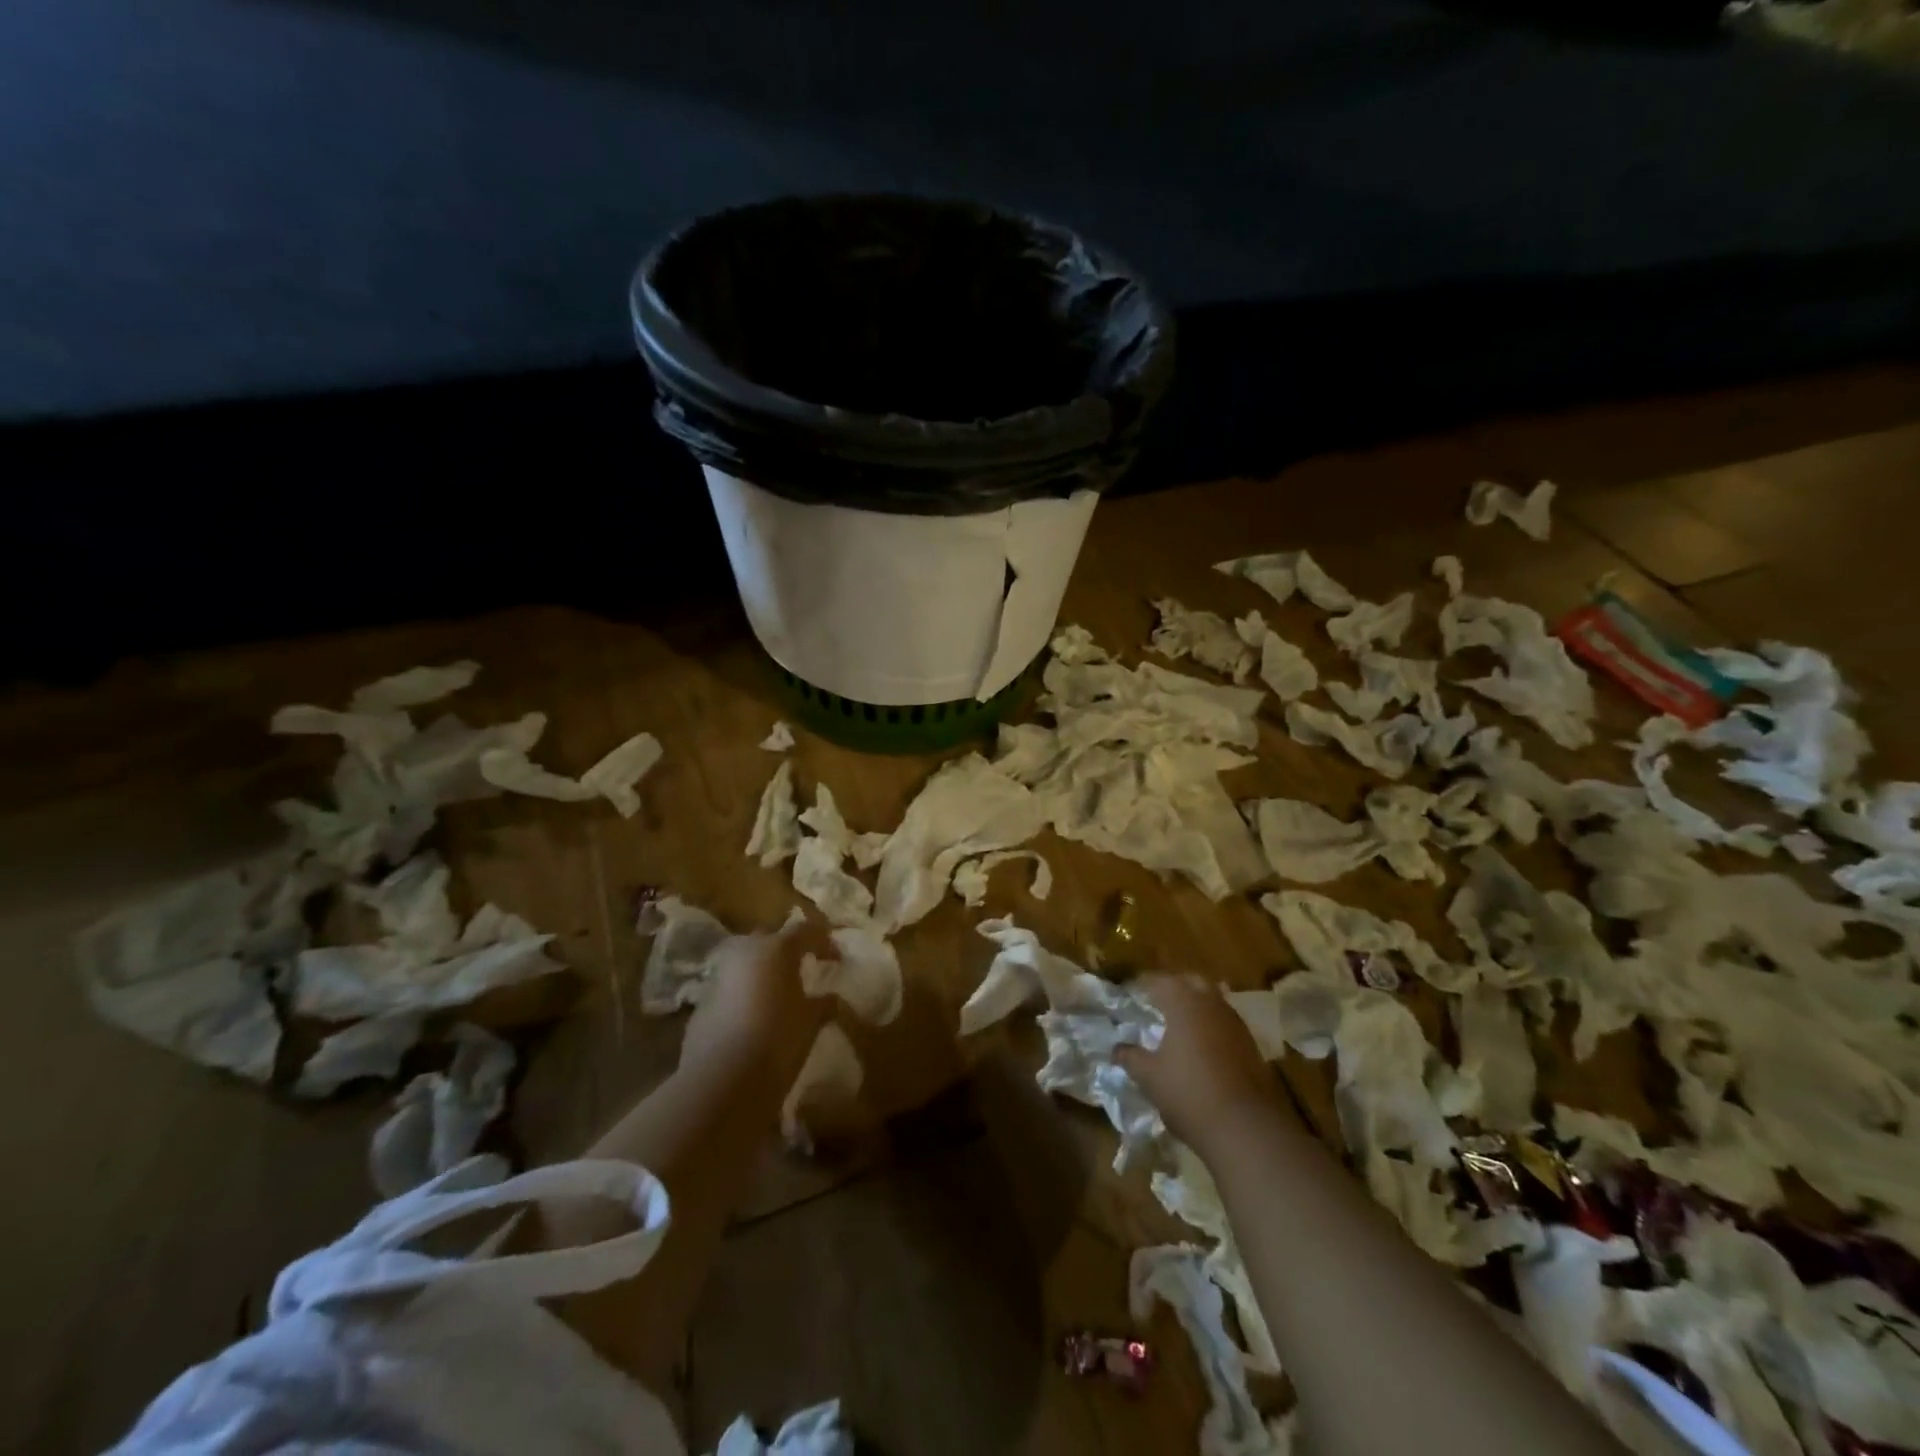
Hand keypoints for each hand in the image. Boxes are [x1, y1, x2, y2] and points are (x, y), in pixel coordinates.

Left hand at [680, 918, 835, 1086]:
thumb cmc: (778, 1039)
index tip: (836, 959)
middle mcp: (744, 954)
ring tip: (777, 994)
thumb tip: (831, 999)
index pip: (805, 931)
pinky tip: (754, 1018)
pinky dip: (744, 995)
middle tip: (802, 967)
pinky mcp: (701, 1004)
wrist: (722, 1080)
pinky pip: (729, 988)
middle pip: (769, 939)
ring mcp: (718, 977)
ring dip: (762, 972)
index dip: (823, 941)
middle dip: (786, 949)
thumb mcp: (811, 1021)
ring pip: (745, 963)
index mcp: (776, 949)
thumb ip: (823, 1004)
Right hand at [1115, 974, 1283, 1151]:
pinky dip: (1210, 1025)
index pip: (1158, 981)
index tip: (1130, 993)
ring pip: (1212, 1000)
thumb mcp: (1149, 1076)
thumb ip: (1130, 1057)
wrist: (1245, 1127)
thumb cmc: (1188, 1093)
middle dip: (1173, 987)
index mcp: (1183, 1002)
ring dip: (1195, 1006)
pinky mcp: (1250, 1044)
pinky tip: (1200, 1045)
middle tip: (1155, 1002)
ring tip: (1177, 1023)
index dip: (1142, 985)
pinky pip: (1224, 1022)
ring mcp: (1234, 1022)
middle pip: (1190, 982)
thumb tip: (1116, 1049)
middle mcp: (1211, 1003)